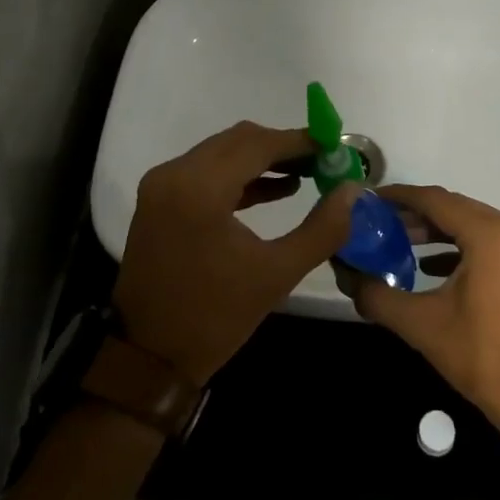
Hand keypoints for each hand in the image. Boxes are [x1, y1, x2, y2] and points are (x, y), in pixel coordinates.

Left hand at [114, 121, 358, 385]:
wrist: (146, 358)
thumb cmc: (214, 318)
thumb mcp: (276, 274)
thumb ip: (322, 229)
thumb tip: (352, 191)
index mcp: (200, 188)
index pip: (258, 143)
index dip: (300, 141)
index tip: (336, 147)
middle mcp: (175, 173)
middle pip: (239, 140)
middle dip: (284, 147)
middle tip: (325, 162)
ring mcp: (162, 184)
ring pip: (223, 152)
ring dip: (263, 159)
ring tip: (309, 174)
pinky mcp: (159, 198)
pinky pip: (207, 170)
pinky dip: (241, 175)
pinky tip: (277, 189)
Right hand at [339, 185, 499, 436]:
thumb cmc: (482, 357)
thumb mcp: (422, 325)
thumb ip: (378, 295)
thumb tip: (347, 276)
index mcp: (491, 234)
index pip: (436, 200)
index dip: (400, 197)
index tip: (370, 199)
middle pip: (455, 209)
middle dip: (416, 214)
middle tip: (379, 223)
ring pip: (473, 224)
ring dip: (437, 231)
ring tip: (398, 241)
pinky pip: (490, 242)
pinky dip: (460, 247)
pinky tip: (430, 265)